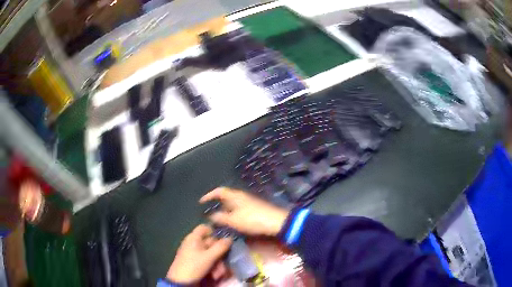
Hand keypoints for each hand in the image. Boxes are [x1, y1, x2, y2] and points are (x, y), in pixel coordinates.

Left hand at [167, 224, 231, 283]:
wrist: (181, 281)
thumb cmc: (194, 265)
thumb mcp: (209, 257)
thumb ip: (220, 247)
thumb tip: (230, 238)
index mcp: (194, 238)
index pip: (205, 228)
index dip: (215, 232)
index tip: (225, 241)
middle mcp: (193, 243)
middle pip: (210, 243)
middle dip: (219, 253)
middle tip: (225, 262)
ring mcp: (193, 253)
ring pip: (210, 253)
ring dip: (217, 263)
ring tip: (219, 273)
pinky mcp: (194, 262)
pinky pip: (206, 261)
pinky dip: (212, 266)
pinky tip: (215, 275)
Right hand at [200, 187, 289, 235]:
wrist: (276, 222)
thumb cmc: (253, 220)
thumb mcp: (234, 220)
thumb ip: (221, 218)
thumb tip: (211, 216)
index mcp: (235, 196)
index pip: (219, 191)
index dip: (209, 195)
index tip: (201, 202)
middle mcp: (241, 196)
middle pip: (226, 197)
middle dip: (217, 204)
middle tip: (209, 213)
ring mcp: (249, 202)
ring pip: (232, 204)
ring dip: (224, 211)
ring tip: (218, 220)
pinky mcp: (254, 209)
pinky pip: (238, 209)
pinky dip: (232, 214)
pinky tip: (232, 223)